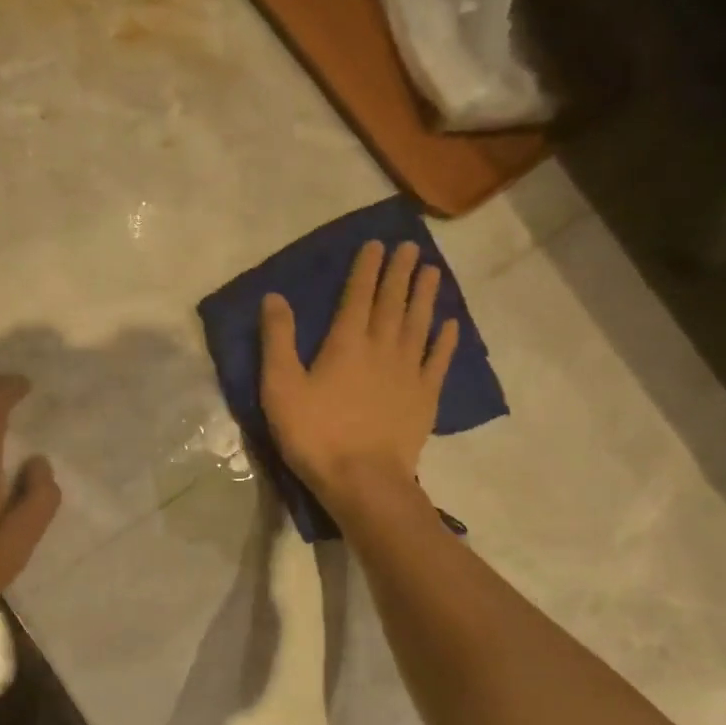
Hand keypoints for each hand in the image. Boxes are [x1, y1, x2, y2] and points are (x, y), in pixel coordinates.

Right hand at [259, 240, 458, 504]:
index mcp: (346, 343)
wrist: (363, 480)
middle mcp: (382, 347)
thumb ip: (278, 340)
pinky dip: (444, 341)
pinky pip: (437, 361)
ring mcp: (408, 372)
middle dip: (400, 273)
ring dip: (425, 296)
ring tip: (433, 272)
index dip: (366, 268)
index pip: (358, 295)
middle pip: (393, 302)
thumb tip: (275, 296)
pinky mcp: (425, 398)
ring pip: (418, 324)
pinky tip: (450, 325)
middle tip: (411, 247)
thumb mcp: (280, 387)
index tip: (377, 244)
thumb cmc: (315, 434)